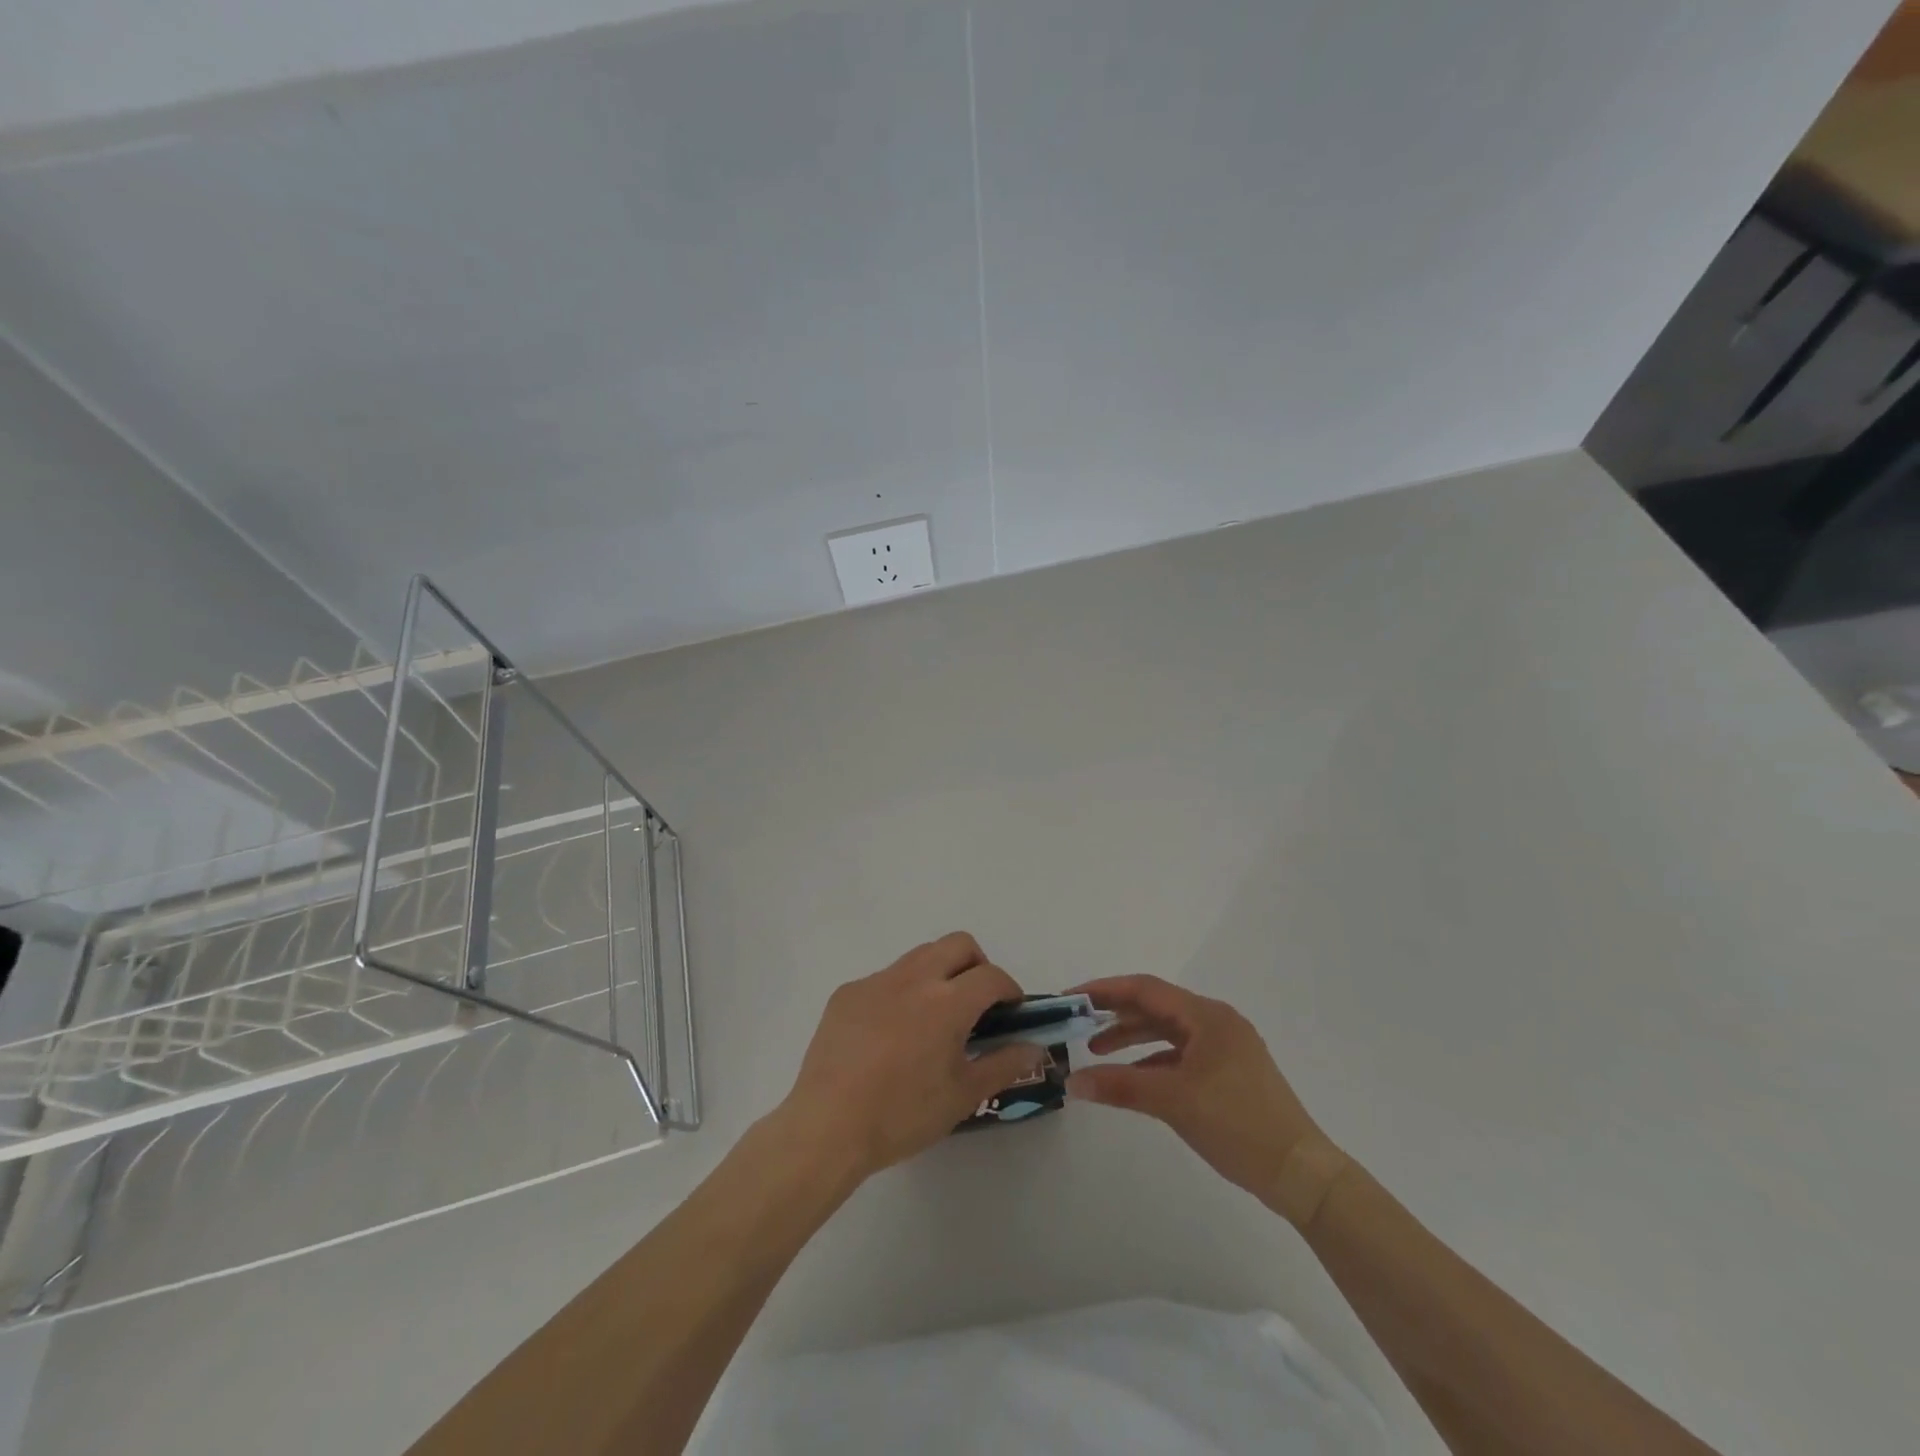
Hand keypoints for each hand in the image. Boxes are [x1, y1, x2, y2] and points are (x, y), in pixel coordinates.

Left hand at [777, 933, 1045, 1183]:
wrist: (827, 1127)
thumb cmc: (902, 1115)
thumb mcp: (962, 1096)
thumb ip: (1004, 1064)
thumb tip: (1034, 1048)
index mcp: (946, 1002)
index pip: (992, 976)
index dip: (1009, 990)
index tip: (1011, 1012)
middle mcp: (913, 977)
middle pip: (958, 944)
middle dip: (977, 965)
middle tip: (977, 1003)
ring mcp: (876, 981)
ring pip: (920, 955)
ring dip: (939, 973)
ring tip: (934, 1017)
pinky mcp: (847, 992)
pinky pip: (885, 978)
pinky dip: (901, 992)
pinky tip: (891, 1034)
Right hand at [1066, 975, 1324, 1203]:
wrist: (1301, 1174)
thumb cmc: (1237, 1124)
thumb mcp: (1173, 1101)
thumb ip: (1120, 1086)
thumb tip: (1072, 1082)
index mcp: (1207, 1016)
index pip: (1145, 989)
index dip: (1104, 990)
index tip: (1070, 999)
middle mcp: (1216, 1022)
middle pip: (1156, 1007)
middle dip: (1115, 1014)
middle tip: (1077, 1024)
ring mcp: (1225, 1048)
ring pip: (1168, 1031)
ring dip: (1132, 1038)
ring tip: (1096, 1051)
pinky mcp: (1229, 1073)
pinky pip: (1181, 1055)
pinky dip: (1153, 1060)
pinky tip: (1133, 1077)